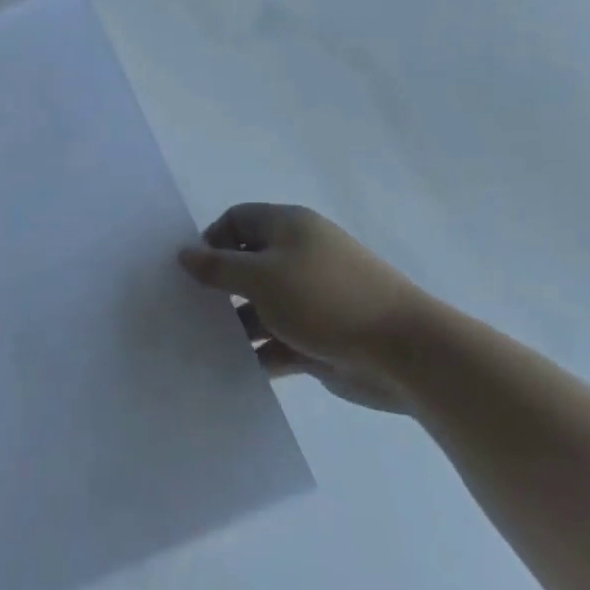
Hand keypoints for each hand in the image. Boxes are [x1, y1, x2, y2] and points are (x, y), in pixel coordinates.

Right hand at [179, 204, 437, 411]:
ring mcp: (312, 298)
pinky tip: (235, 369)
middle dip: (220, 285)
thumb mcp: (261, 277)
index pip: (237, 220)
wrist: (405, 352)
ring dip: (237, 323)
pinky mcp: (321, 336)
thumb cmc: (325, 299)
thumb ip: (217, 267)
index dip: (211, 241)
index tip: (192, 273)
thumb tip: (183, 253)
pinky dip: (260, 352)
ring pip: (261, 305)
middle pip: (248, 263)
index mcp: (289, 227)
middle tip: (189, 309)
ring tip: (204, 344)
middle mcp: (300, 256)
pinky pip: (279, 339)